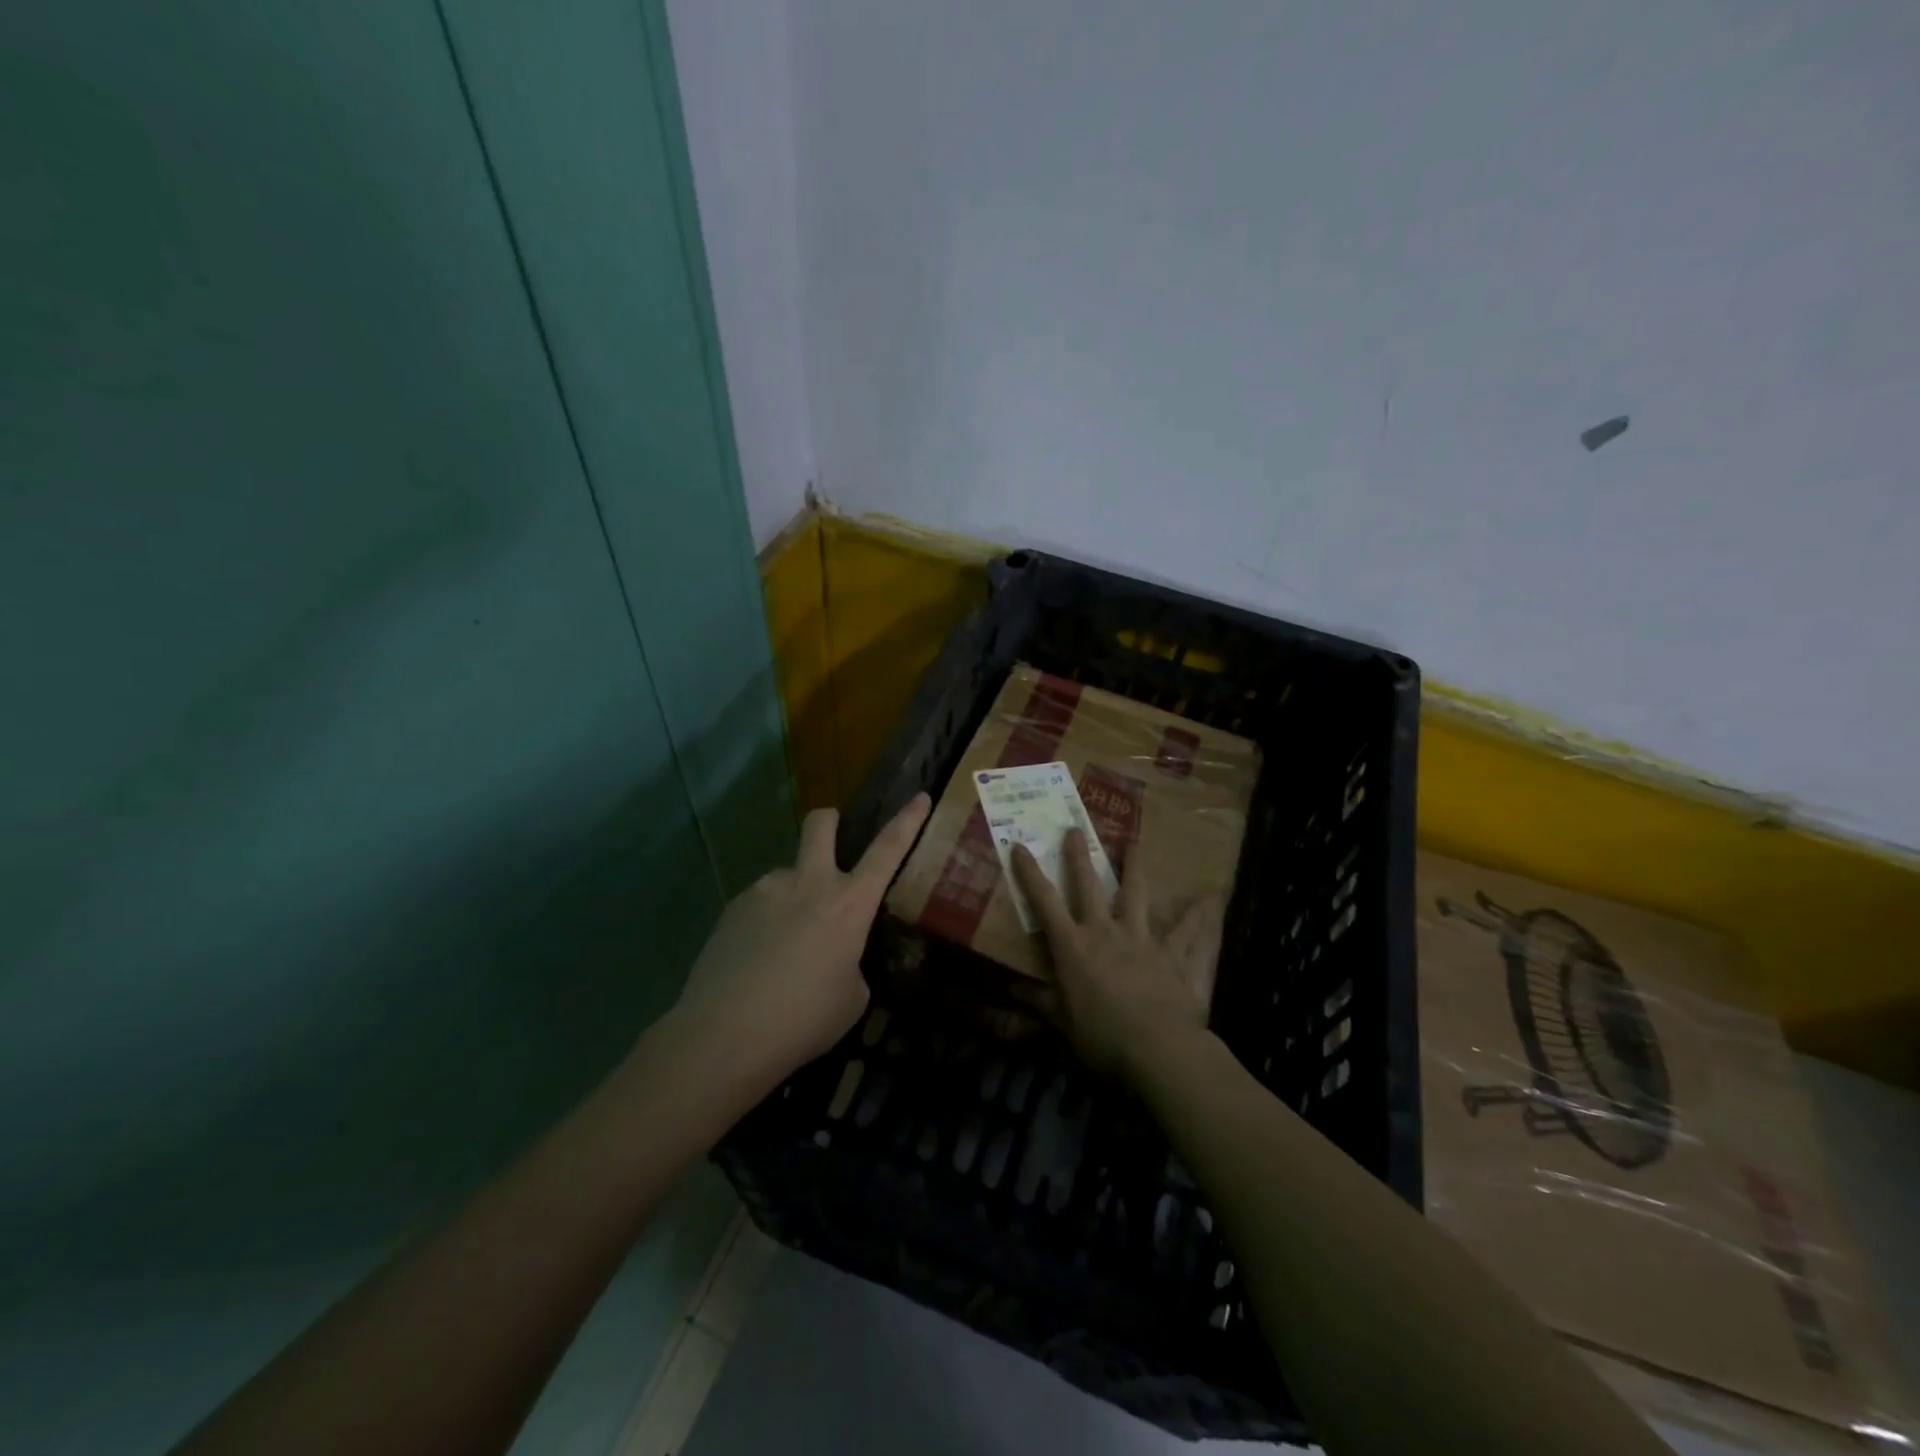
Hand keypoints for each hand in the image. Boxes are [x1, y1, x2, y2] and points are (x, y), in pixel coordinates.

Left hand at [673, 793, 931, 1084]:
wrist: (724, 1036)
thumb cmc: (804, 1020)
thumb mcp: (851, 997)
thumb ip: (850, 961)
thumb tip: (834, 954)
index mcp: (849, 904)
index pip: (887, 850)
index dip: (907, 821)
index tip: (919, 797)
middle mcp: (808, 883)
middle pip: (820, 825)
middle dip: (830, 821)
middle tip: (831, 837)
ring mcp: (766, 891)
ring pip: (787, 877)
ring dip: (793, 897)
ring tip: (783, 949)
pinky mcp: (733, 908)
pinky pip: (760, 905)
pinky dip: (766, 923)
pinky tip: (756, 963)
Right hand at [1011, 830, 1221, 1079]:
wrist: (1159, 1049)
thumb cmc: (1103, 1036)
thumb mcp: (1062, 1023)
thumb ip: (1040, 1003)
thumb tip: (1010, 991)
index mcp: (1073, 947)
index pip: (1045, 903)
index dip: (1030, 873)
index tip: (1020, 846)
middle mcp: (1105, 932)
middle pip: (1089, 886)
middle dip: (1079, 857)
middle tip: (1075, 829)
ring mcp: (1142, 939)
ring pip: (1137, 895)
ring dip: (1134, 868)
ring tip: (1134, 843)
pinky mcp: (1172, 954)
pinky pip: (1188, 931)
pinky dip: (1200, 916)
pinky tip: (1211, 898)